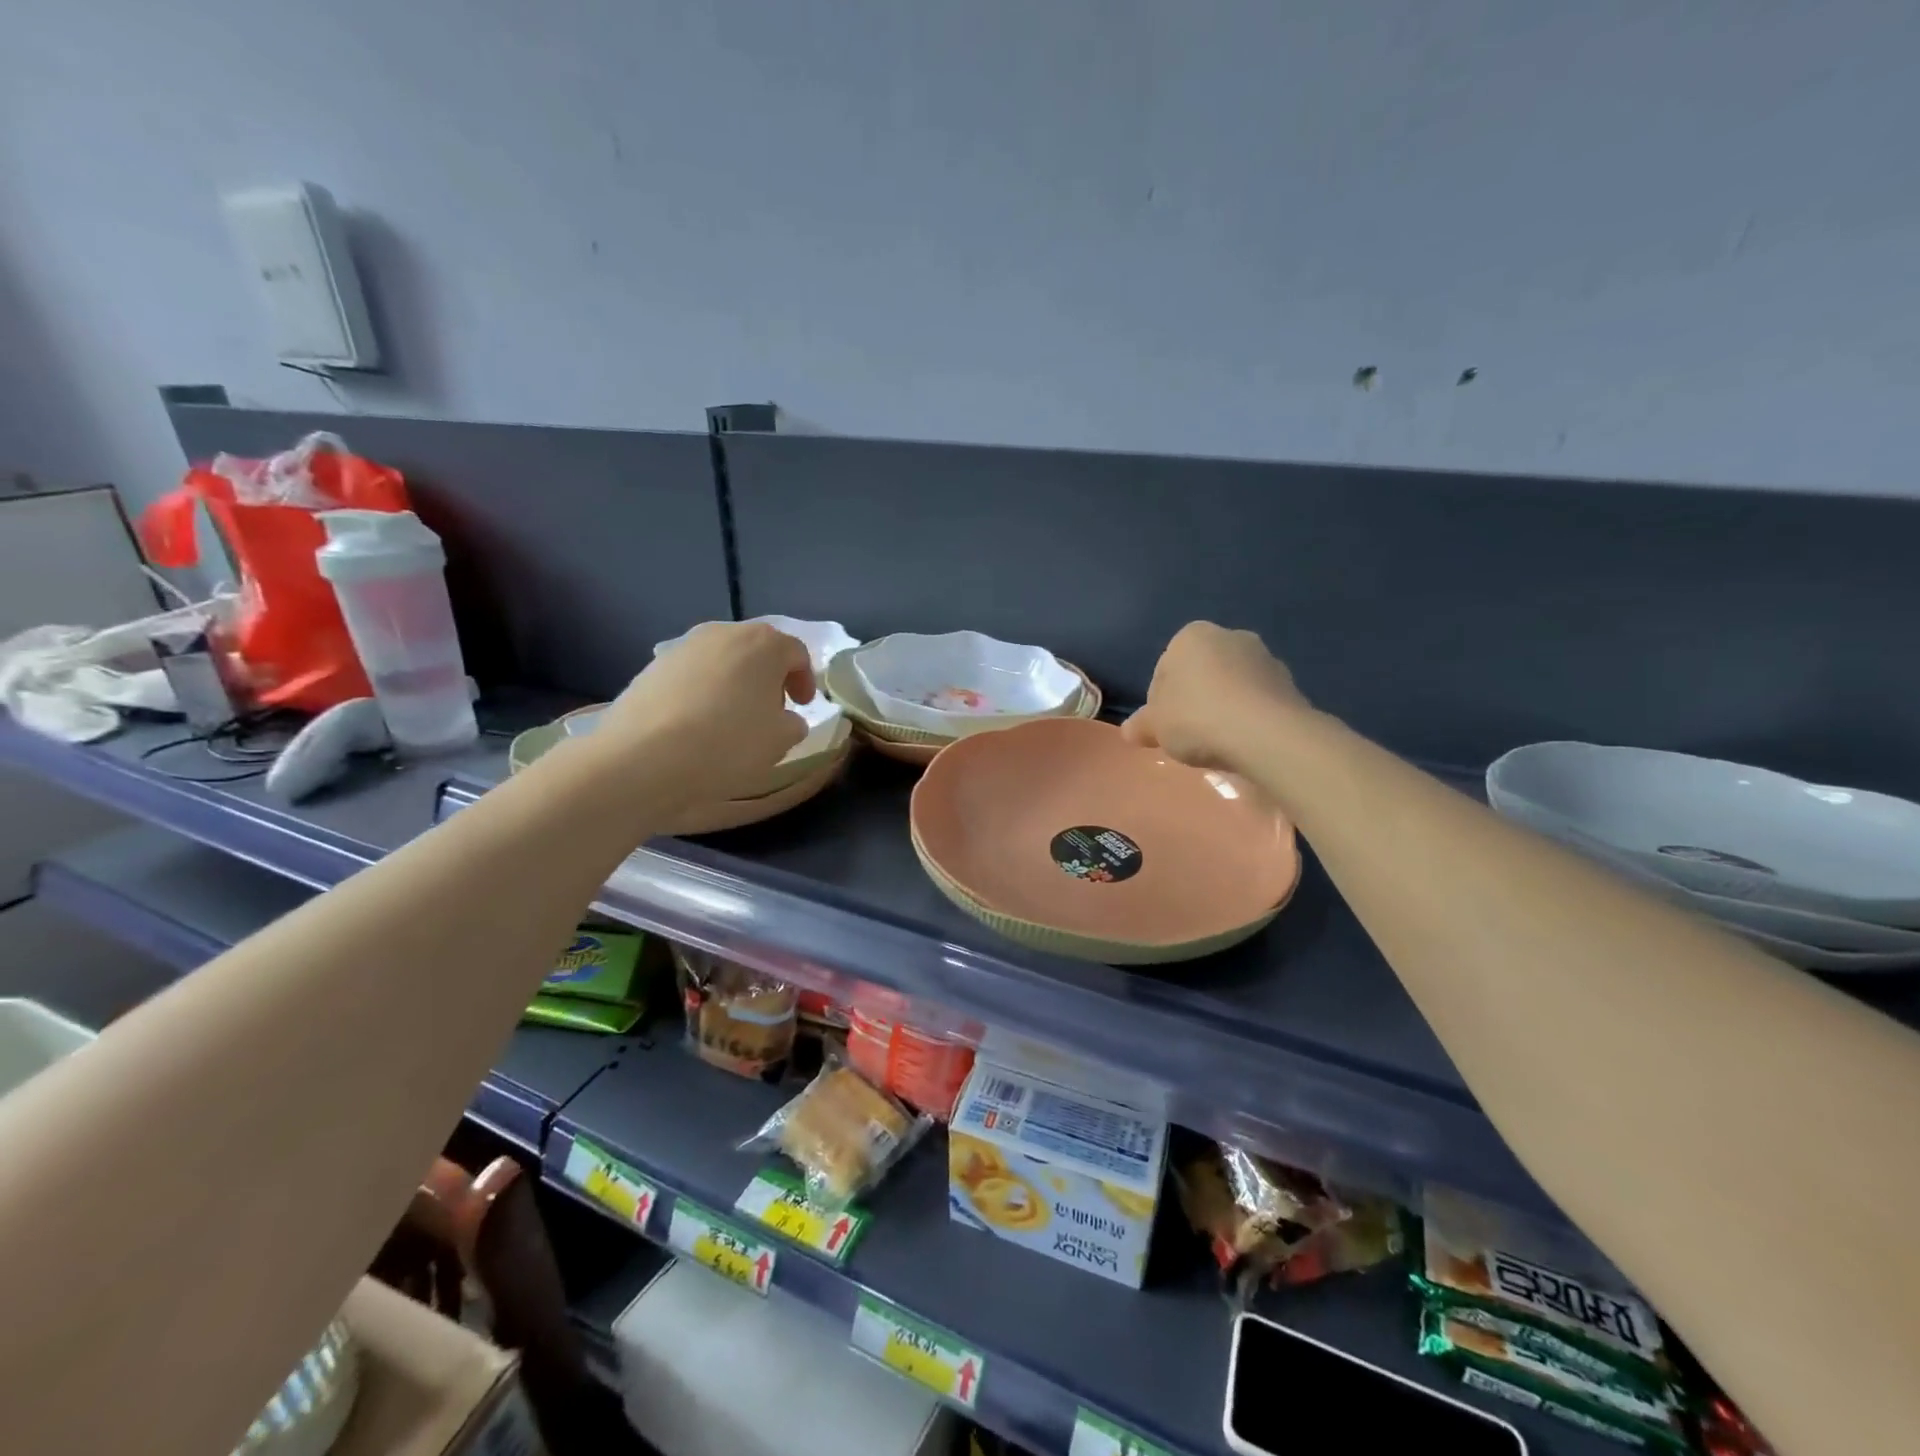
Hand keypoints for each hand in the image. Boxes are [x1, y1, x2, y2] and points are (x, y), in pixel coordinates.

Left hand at [575, 622, 815, 807]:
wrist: (644, 757)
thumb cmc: (728, 743)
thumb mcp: (780, 741)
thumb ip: (794, 723)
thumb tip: (785, 719)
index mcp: (764, 643)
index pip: (796, 653)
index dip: (805, 680)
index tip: (802, 706)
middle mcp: (724, 632)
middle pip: (757, 649)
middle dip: (769, 677)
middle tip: (771, 710)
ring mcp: (684, 646)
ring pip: (722, 659)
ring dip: (734, 682)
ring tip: (732, 718)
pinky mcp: (653, 666)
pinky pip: (692, 674)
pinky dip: (703, 691)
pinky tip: (698, 724)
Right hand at [1122, 622, 1308, 770]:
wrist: (1265, 733)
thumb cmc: (1197, 718)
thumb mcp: (1156, 726)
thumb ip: (1141, 725)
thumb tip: (1130, 730)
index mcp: (1191, 636)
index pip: (1164, 668)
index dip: (1159, 701)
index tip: (1163, 726)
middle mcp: (1230, 636)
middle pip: (1201, 673)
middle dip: (1194, 699)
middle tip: (1187, 734)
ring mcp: (1264, 658)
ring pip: (1231, 685)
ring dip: (1223, 707)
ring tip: (1217, 742)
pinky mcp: (1289, 683)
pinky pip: (1257, 700)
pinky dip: (1248, 717)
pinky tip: (1242, 741)